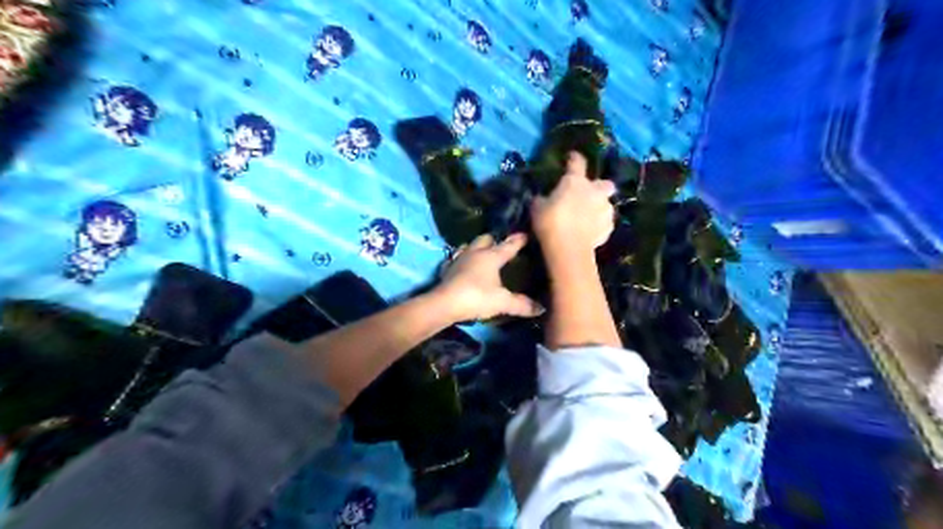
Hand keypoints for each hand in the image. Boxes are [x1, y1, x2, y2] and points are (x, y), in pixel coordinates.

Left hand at [434, 232, 546, 322]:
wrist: (444, 304)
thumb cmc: (477, 297)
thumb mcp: (503, 302)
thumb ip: (522, 304)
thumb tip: (541, 308)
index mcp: (491, 256)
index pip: (508, 245)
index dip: (518, 240)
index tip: (526, 234)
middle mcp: (475, 253)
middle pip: (485, 239)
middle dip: (494, 240)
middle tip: (500, 244)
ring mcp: (459, 259)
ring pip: (469, 246)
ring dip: (476, 247)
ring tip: (482, 252)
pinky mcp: (447, 269)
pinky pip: (456, 259)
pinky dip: (462, 260)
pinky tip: (462, 265)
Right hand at [533, 151, 616, 259]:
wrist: (568, 248)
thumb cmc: (550, 222)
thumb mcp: (537, 208)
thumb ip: (542, 199)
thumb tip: (542, 198)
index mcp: (576, 181)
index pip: (577, 162)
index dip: (574, 158)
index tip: (571, 157)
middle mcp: (595, 191)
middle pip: (605, 183)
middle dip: (599, 187)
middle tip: (588, 195)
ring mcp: (605, 210)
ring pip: (606, 204)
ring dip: (599, 208)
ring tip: (588, 218)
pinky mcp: (609, 228)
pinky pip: (605, 223)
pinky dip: (599, 226)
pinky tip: (590, 232)